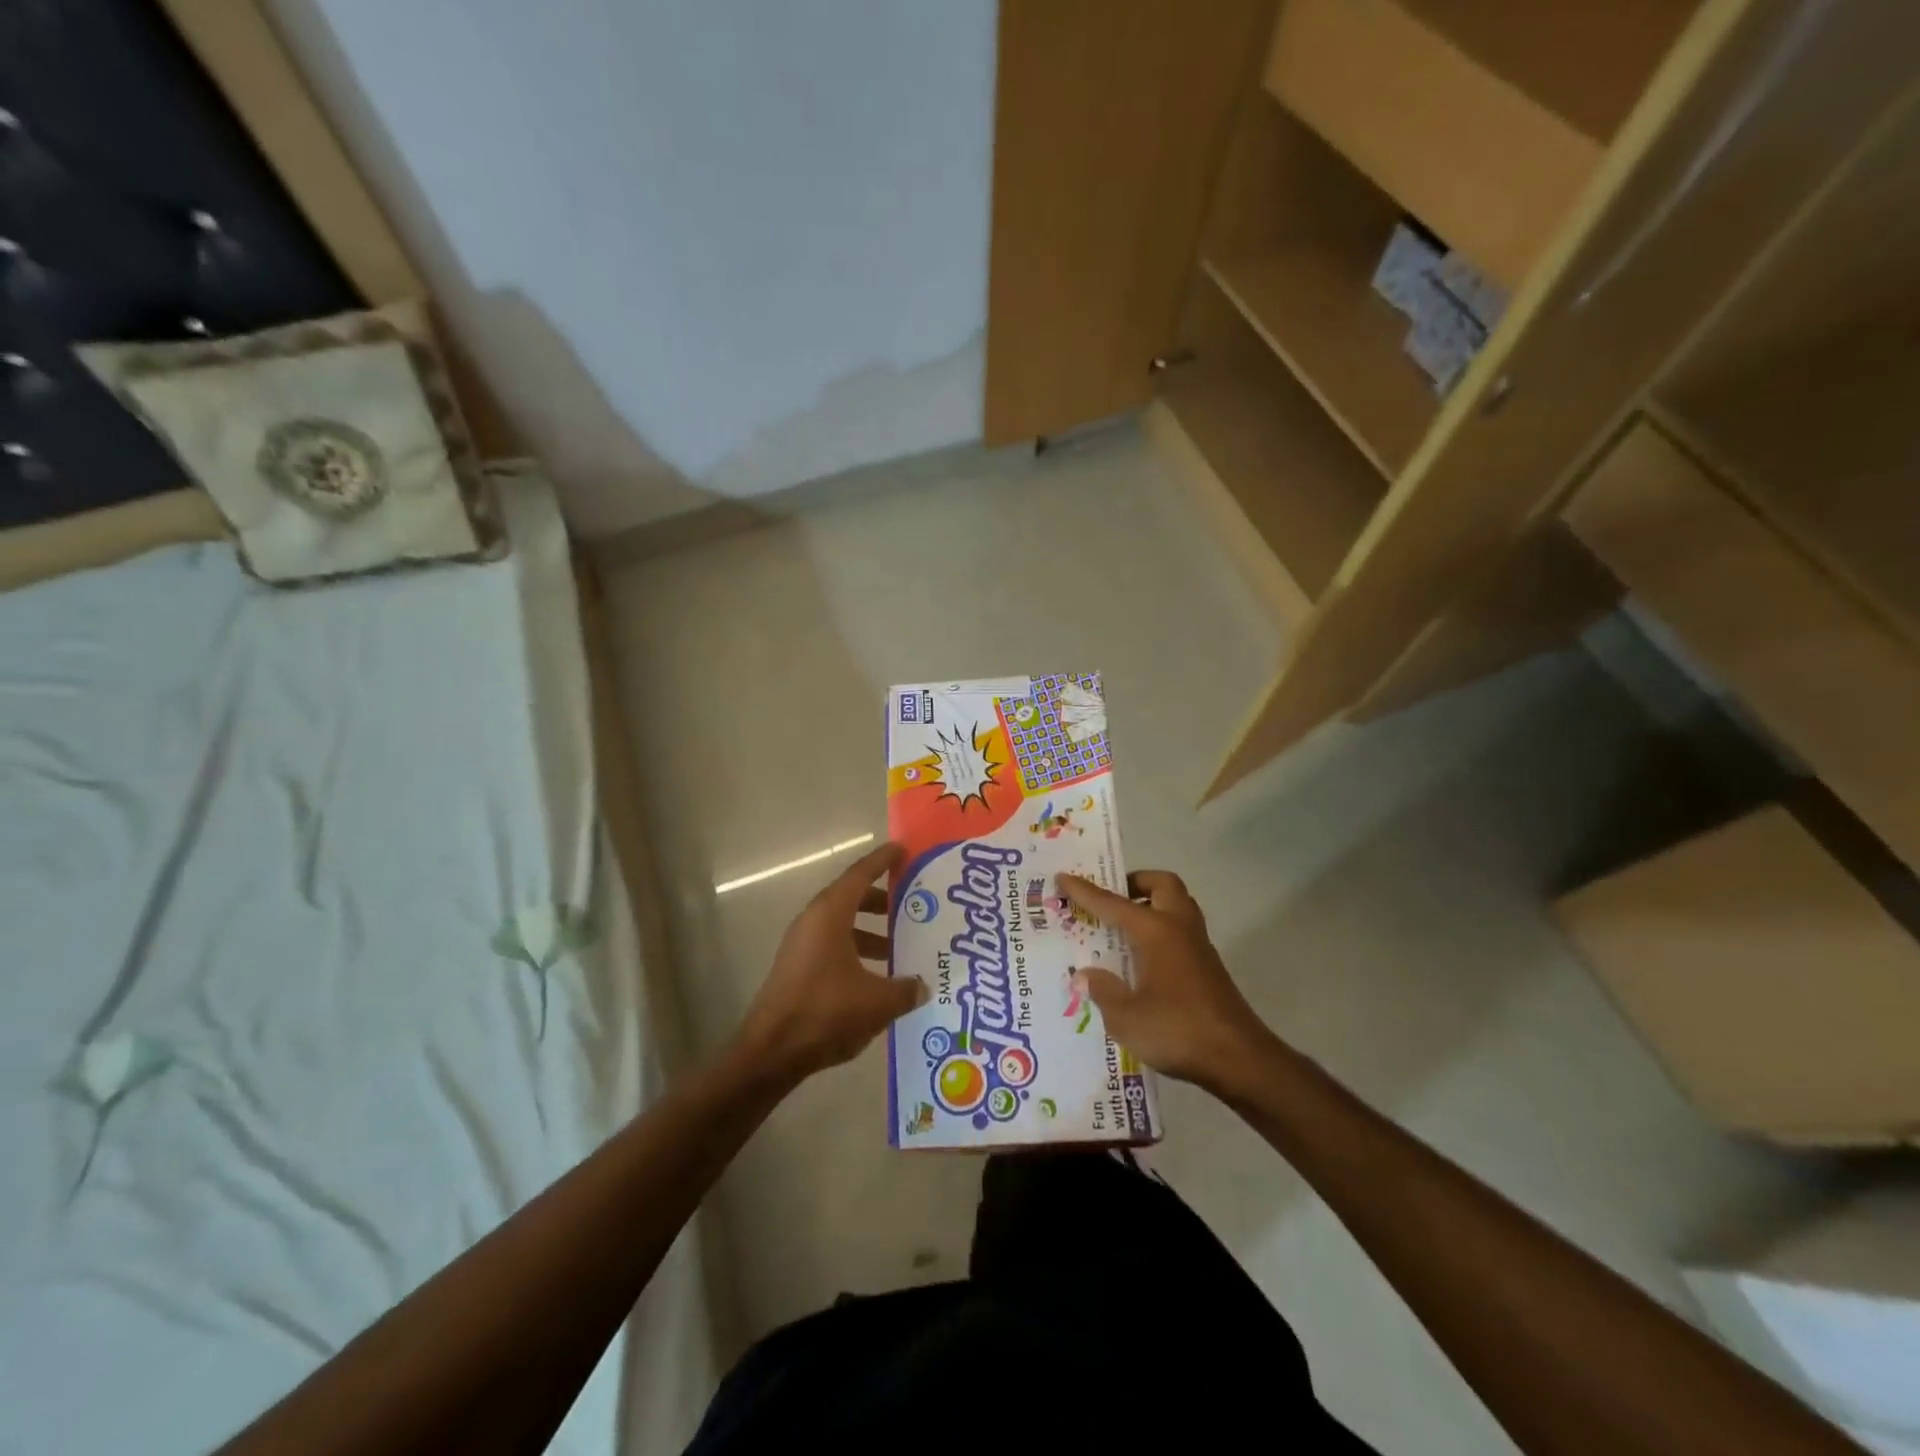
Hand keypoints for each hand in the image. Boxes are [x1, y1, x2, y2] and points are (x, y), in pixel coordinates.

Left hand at [733, 841, 927, 1086]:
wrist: (771, 1052)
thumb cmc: (825, 1012)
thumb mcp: (877, 1001)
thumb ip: (905, 989)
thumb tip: (923, 986)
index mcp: (831, 914)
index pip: (861, 874)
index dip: (883, 860)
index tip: (903, 850)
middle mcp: (813, 921)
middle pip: (851, 897)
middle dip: (882, 899)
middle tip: (913, 904)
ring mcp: (802, 945)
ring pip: (842, 924)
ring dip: (870, 930)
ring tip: (901, 944)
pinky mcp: (798, 968)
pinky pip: (833, 945)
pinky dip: (857, 950)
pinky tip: (878, 976)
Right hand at [1057, 870, 1278, 1098]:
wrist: (1239, 1059)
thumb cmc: (1178, 1030)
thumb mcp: (1126, 1017)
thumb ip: (1103, 991)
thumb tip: (1087, 975)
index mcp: (1156, 932)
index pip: (1113, 903)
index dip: (1085, 891)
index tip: (1063, 877)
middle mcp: (1179, 928)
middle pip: (1161, 885)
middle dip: (1134, 883)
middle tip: (1110, 898)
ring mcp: (1198, 947)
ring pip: (1177, 905)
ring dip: (1151, 904)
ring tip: (1123, 926)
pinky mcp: (1208, 967)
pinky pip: (1181, 930)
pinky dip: (1160, 929)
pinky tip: (1142, 958)